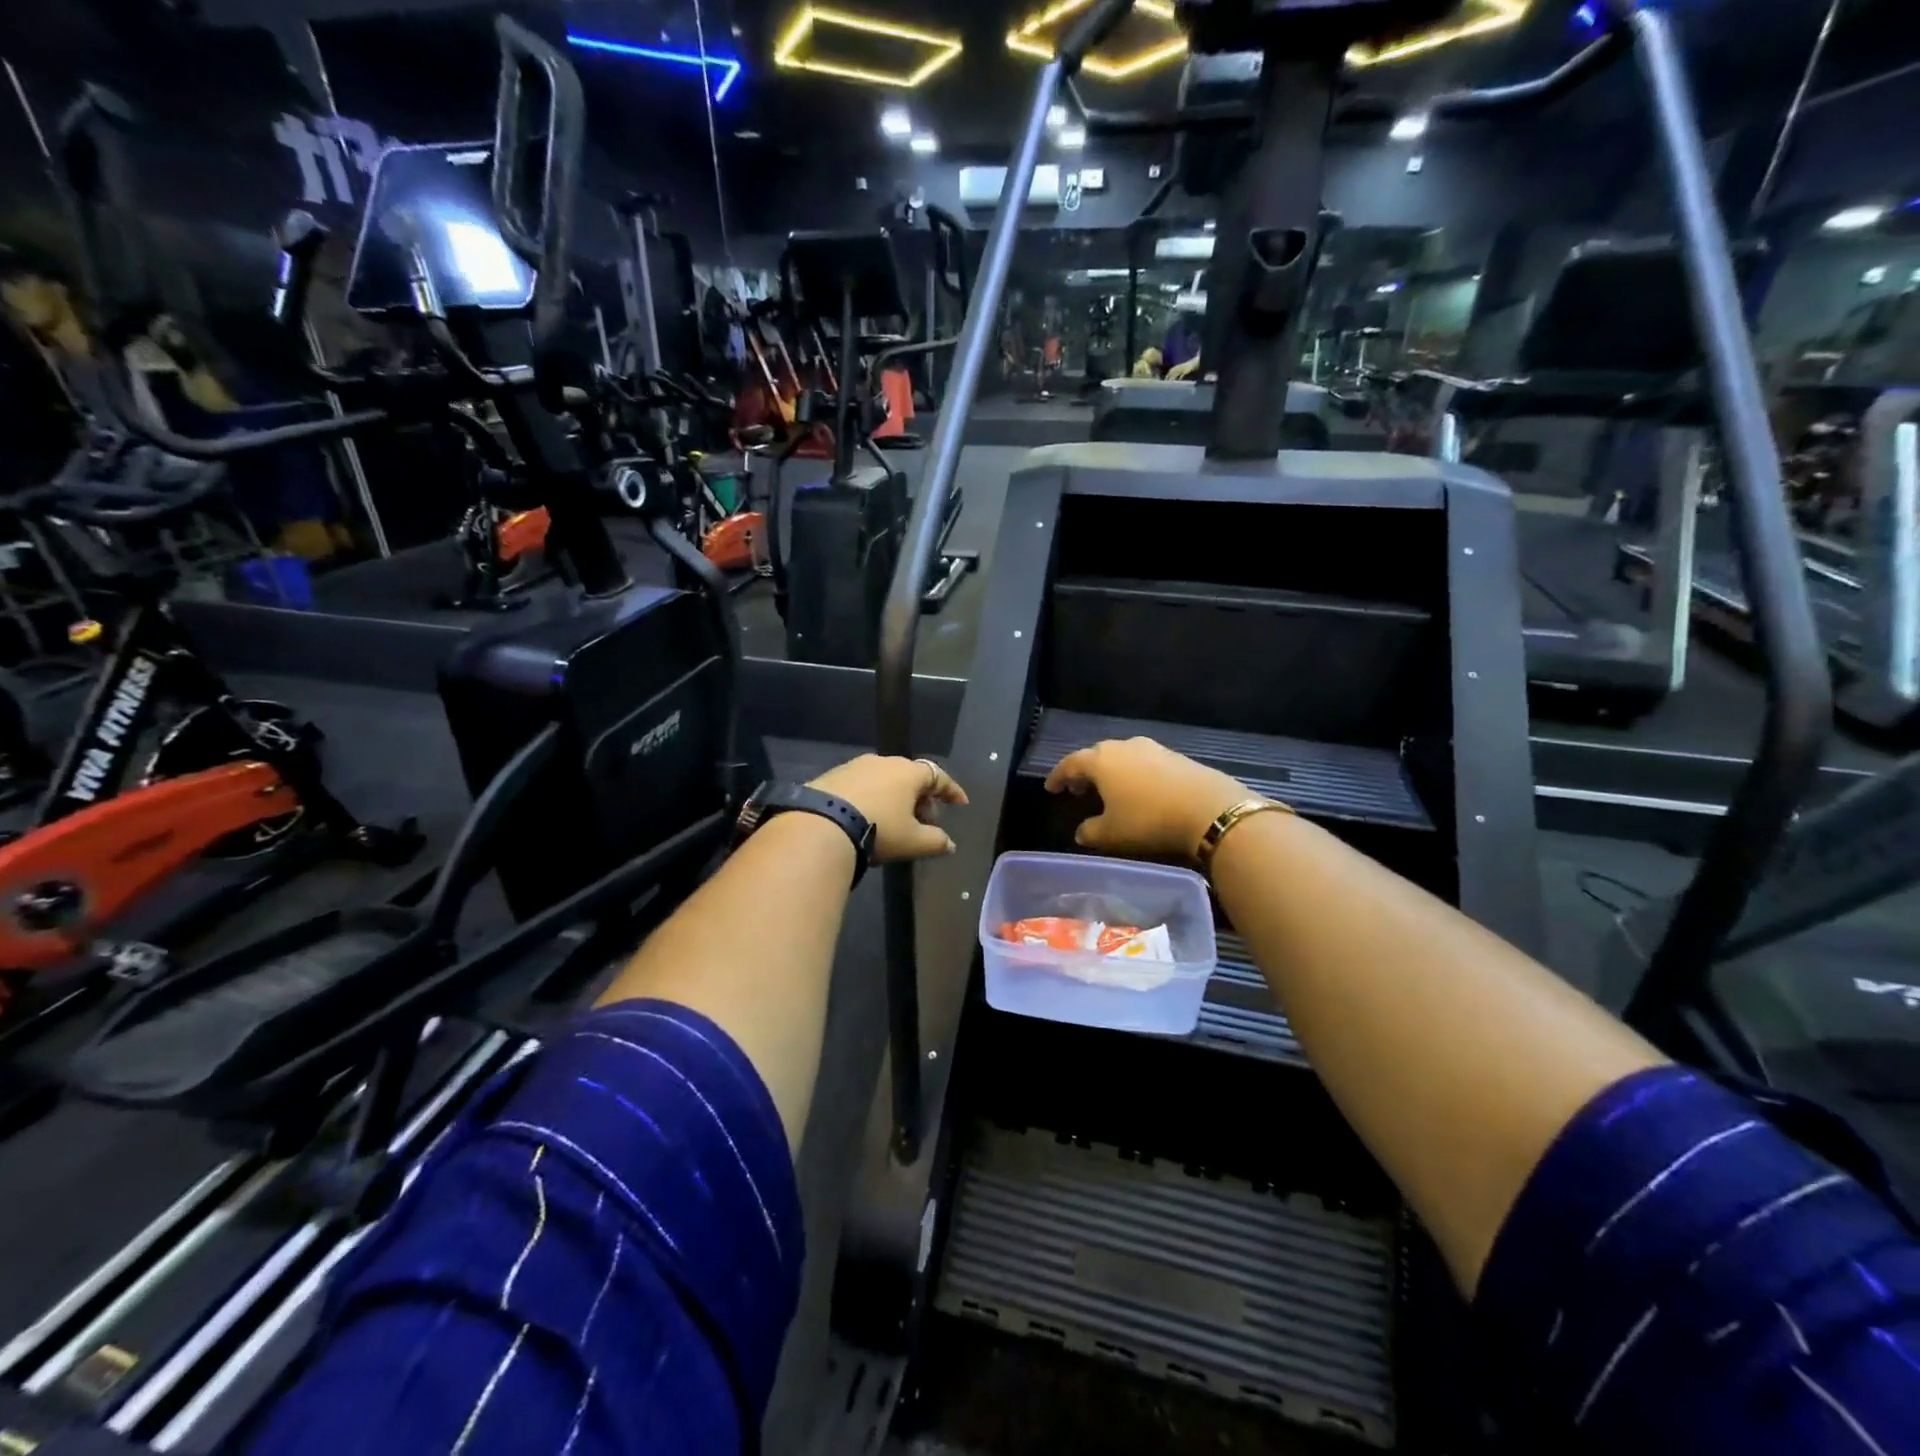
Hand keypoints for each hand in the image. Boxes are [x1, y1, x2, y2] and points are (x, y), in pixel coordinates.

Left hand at [810, 755, 967, 862]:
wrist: (821, 824)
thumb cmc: (879, 829)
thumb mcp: (912, 841)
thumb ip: (936, 841)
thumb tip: (950, 844)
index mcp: (908, 772)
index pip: (938, 776)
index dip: (951, 791)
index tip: (961, 803)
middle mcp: (883, 762)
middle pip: (911, 777)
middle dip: (922, 799)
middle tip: (926, 822)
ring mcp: (855, 766)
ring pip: (885, 780)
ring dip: (895, 799)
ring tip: (896, 823)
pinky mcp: (832, 776)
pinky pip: (862, 785)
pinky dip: (873, 798)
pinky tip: (868, 818)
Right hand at [1044, 737, 1247, 861]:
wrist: (1209, 808)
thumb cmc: (1149, 820)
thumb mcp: (1112, 833)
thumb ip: (1090, 831)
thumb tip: (1080, 831)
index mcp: (1101, 760)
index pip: (1070, 763)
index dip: (1058, 776)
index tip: (1051, 788)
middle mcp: (1123, 747)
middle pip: (1096, 755)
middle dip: (1084, 771)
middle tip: (1078, 789)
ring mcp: (1152, 748)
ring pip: (1121, 756)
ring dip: (1111, 771)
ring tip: (1108, 790)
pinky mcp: (1175, 756)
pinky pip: (1144, 762)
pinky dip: (1133, 773)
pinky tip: (1139, 790)